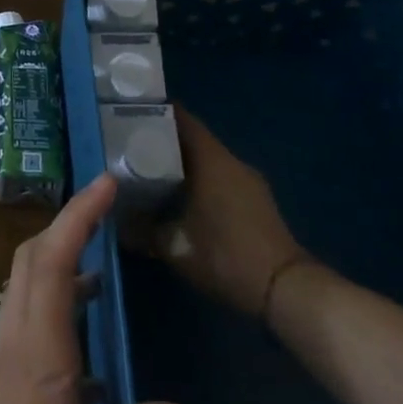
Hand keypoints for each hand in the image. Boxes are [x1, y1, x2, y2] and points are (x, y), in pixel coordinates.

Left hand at [0, 174, 193, 403]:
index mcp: (35, 356)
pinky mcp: (9, 400)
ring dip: (63, 265)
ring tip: (109, 271)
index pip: (53, 262)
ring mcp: (7, 373)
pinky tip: (99, 358)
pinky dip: (65, 312)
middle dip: (66, 225)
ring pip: (29, 293)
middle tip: (106, 212)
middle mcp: (16, 349)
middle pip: (31, 263)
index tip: (106, 181)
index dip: (79, 216)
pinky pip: (36, 330)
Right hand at [140, 105, 306, 316]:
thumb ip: (142, 230)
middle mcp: (231, 161)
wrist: (286, 291)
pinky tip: (183, 200)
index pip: (181, 118)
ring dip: (183, 163)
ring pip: (208, 160)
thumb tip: (116, 222)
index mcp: (211, 159)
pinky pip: (222, 178)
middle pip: (193, 138)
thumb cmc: (225, 256)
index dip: (155, 112)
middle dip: (163, 141)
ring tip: (151, 173)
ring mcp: (249, 181)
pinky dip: (201, 181)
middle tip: (131, 147)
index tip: (129, 113)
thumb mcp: (174, 247)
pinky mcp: (258, 201)